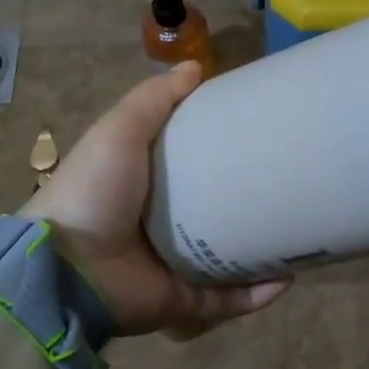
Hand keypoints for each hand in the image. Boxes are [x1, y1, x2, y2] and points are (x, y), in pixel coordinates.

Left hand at [19, 63, 291, 337]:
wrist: (67, 268)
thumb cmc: (95, 191)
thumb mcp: (119, 130)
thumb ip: (154, 99)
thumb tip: (195, 67)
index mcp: (147, 186)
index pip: (194, 164)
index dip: (223, 148)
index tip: (261, 131)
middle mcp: (163, 226)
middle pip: (217, 211)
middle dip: (252, 201)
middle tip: (292, 183)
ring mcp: (175, 266)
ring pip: (229, 258)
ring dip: (262, 249)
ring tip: (300, 231)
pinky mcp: (184, 301)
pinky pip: (228, 300)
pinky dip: (257, 294)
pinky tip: (288, 278)